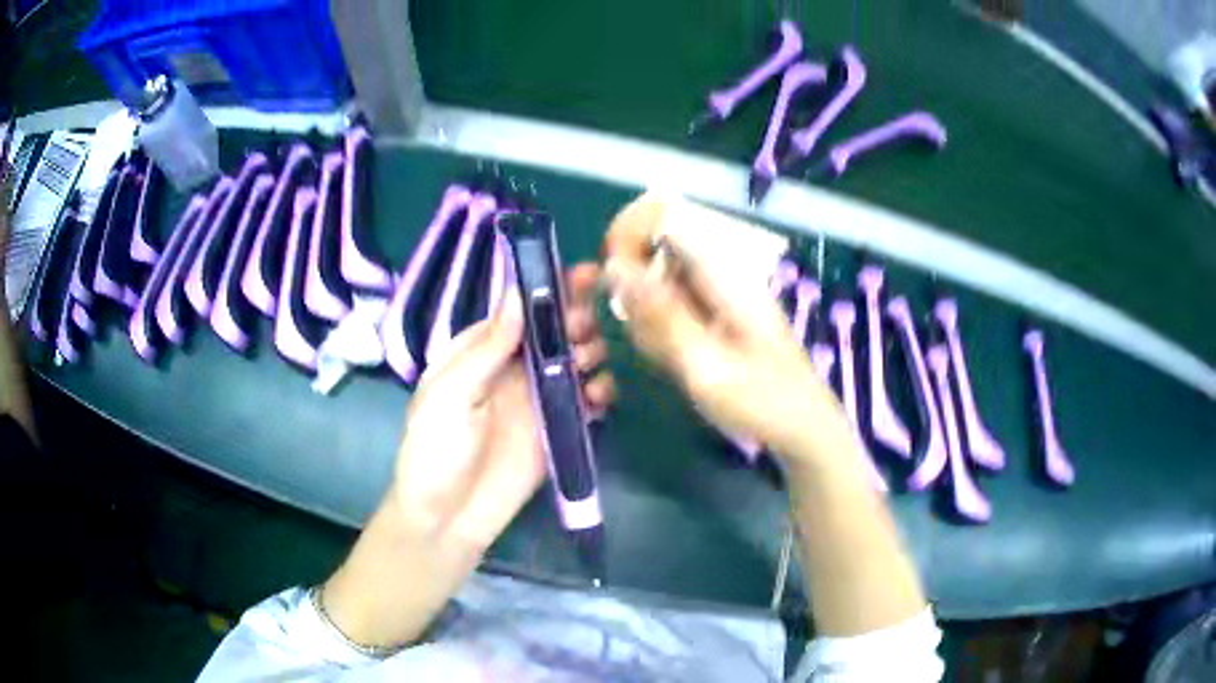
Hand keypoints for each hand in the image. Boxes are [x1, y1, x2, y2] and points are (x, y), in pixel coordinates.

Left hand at [322, 264, 614, 648]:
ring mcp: (539, 398)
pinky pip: (588, 400)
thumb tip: (519, 293)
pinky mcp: (558, 429)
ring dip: (592, 353)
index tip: (586, 273)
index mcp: (482, 349)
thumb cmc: (435, 450)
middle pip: (557, 329)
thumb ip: (487, 347)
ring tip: (588, 366)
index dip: (553, 287)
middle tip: (584, 333)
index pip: (522, 306)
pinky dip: (600, 392)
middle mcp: (514, 367)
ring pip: (578, 360)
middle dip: (578, 320)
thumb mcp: (450, 394)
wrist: (447, 517)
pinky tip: (597, 400)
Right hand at [604, 193, 845, 464]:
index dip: (626, 236)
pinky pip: (666, 314)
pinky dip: (654, 337)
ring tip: (651, 361)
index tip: (603, 280)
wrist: (802, 429)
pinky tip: (664, 366)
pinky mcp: (709, 320)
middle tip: (616, 337)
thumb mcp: (705, 364)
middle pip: (651, 254)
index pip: (664, 217)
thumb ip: (659, 314)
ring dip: (637, 321)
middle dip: (623, 292)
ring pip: (653, 288)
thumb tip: (613, 265)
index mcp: (721, 271)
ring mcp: (712, 297)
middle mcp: (714, 274)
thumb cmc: (762, 400)